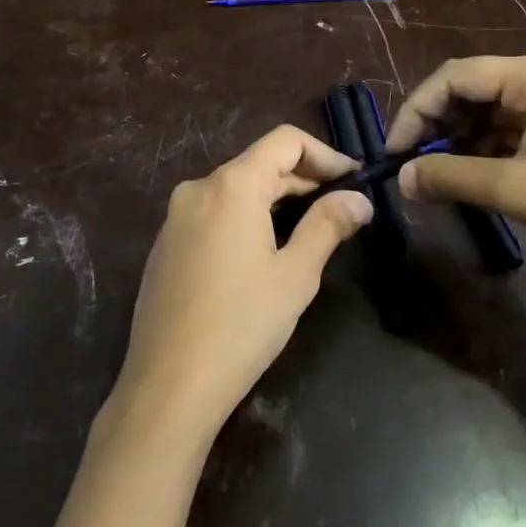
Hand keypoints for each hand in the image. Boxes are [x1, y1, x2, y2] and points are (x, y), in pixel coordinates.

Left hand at [112, 126, 372, 441]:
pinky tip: (263, 252)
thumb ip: (328, 225)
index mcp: (232, 186)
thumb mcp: (295, 275)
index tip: (353, 179)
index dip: (325, 153)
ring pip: (236, 189)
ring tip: (309, 228)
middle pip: (259, 163)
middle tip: (341, 206)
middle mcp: (198, 188)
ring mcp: (176, 216)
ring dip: (275, 199)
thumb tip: (359, 199)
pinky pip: (213, 212)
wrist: (168, 385)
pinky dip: (245, 217)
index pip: (285, 141)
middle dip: (303, 179)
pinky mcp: (166, 243)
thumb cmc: (242, 326)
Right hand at [387, 54, 525, 283]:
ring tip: (439, 175)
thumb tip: (401, 180)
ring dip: (462, 139)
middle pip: (474, 89)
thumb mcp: (513, 189)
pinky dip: (489, 147)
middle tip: (412, 163)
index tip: (394, 150)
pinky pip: (516, 125)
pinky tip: (473, 174)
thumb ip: (450, 177)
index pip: (456, 76)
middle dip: (438, 125)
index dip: (417, 110)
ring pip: (493, 109)